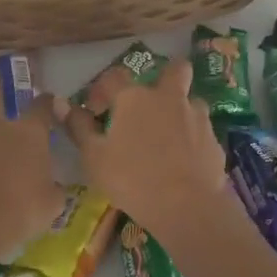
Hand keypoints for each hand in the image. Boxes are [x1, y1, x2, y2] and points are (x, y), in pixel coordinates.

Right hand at [65, 60, 227, 239]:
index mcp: (134, 98)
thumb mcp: (94, 157)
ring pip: (190, 101)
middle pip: (173, 69)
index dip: (102, 89)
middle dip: (163, 77)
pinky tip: (182, 160)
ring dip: (179, 110)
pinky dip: (191, 138)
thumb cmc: (131, 179)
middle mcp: (168, 97)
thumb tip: (63, 104)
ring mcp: (196, 116)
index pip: (114, 76)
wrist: (186, 206)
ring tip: (167, 137)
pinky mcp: (214, 139)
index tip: (96, 110)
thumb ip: (79, 127)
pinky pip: (200, 129)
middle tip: (149, 103)